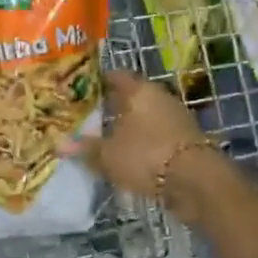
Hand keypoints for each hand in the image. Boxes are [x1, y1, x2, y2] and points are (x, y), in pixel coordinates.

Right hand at [67, 69, 213, 201]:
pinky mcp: (184, 140)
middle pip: (131, 97)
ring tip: (104, 137)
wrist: (196, 181)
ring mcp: (175, 118)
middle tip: (87, 116)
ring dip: (128, 126)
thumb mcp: (108, 155)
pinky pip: (155, 135)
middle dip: (111, 106)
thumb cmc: (146, 155)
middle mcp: (159, 97)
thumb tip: (61, 145)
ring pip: (144, 116)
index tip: (80, 89)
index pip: (115, 76)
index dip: (97, 81)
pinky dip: (141, 142)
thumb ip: (85, 148)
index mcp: (139, 90)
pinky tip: (127, 154)